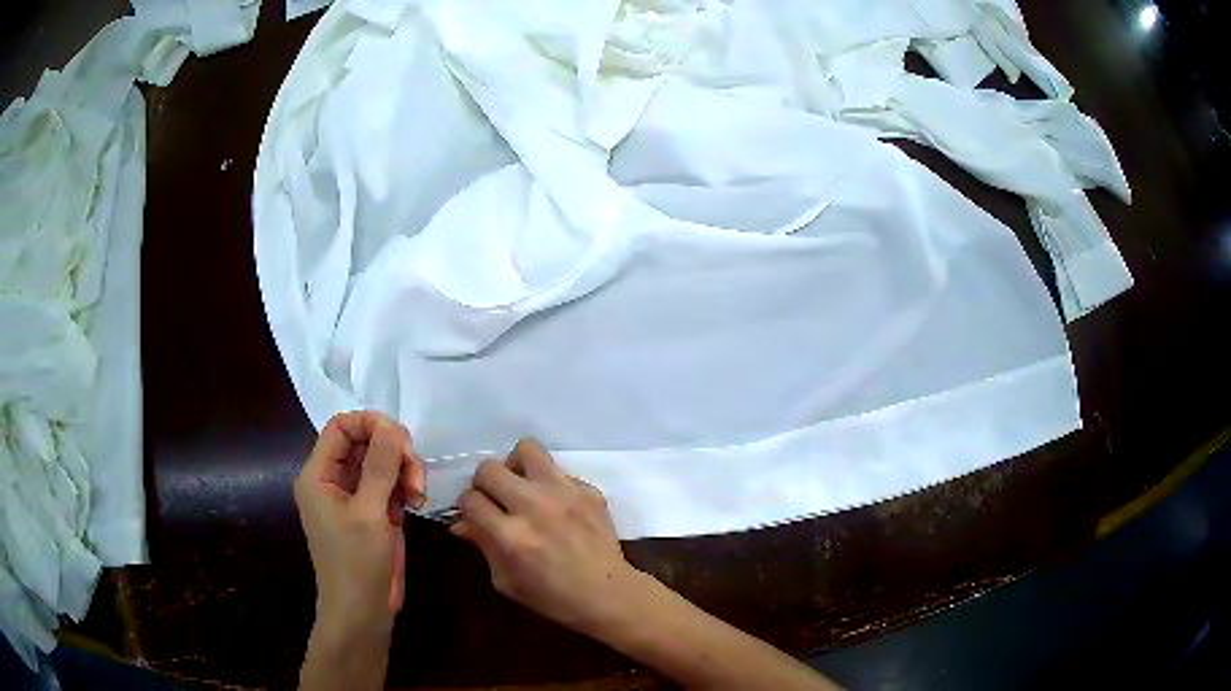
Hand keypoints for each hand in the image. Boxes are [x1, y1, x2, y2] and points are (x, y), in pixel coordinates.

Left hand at [294, 411, 425, 638]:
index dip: (370, 424)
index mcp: (319, 474)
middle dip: (393, 451)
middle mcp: (335, 480)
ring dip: (404, 470)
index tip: (401, 439)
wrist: (362, 612)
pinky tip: (417, 502)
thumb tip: (392, 425)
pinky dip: (406, 487)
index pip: (341, 428)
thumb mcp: (368, 513)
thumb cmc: (356, 563)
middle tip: (415, 472)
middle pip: (364, 442)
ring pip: (382, 462)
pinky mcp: (375, 513)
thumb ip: (380, 466)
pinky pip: (391, 484)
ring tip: (418, 494)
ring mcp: (356, 497)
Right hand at [451, 439, 648, 636]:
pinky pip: (559, 470)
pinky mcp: (588, 490)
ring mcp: (564, 493)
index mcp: (510, 536)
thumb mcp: (506, 581)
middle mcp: (533, 507)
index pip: (470, 499)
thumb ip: (483, 546)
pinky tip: (556, 504)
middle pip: (489, 469)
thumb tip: (461, 523)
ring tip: (522, 486)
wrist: (607, 595)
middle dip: (485, 484)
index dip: (467, 507)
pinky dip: (551, 484)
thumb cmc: (552, 597)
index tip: (475, 515)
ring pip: (526, 449)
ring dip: (517, 467)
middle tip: (495, 500)